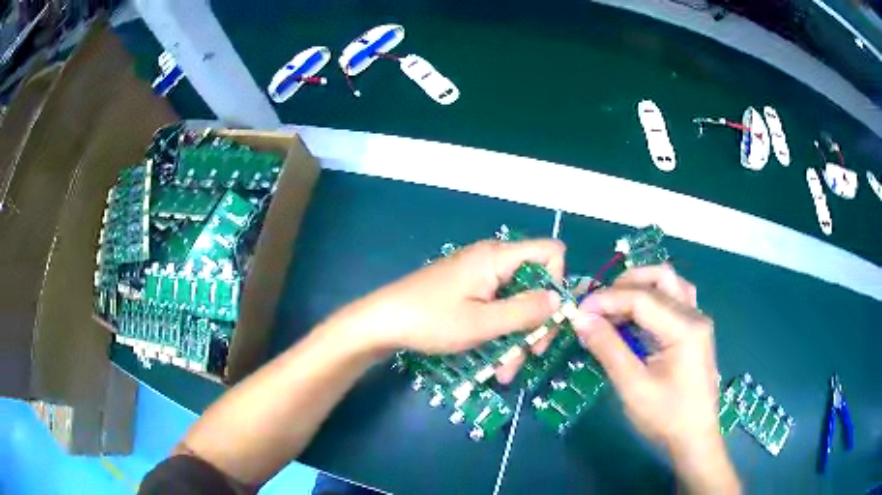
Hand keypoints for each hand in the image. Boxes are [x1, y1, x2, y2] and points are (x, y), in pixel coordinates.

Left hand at [336, 239, 564, 357]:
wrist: (382, 322)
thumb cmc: (431, 320)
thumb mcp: (482, 323)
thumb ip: (524, 311)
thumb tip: (558, 300)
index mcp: (496, 258)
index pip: (549, 253)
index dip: (557, 282)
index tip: (548, 317)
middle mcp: (491, 261)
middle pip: (534, 285)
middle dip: (535, 323)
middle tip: (531, 354)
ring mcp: (478, 278)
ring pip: (514, 304)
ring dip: (516, 338)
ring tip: (504, 372)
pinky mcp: (467, 292)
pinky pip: (495, 309)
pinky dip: (499, 333)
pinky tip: (493, 363)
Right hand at [570, 265, 739, 493]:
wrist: (694, 439)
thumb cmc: (666, 417)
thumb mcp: (633, 387)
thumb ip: (608, 349)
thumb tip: (580, 318)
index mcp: (685, 328)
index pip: (642, 298)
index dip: (606, 299)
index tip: (577, 310)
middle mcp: (695, 315)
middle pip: (660, 278)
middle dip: (624, 285)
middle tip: (597, 306)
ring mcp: (697, 322)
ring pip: (668, 284)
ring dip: (639, 288)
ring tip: (613, 308)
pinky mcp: (694, 332)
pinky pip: (672, 301)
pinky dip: (650, 302)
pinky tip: (635, 320)